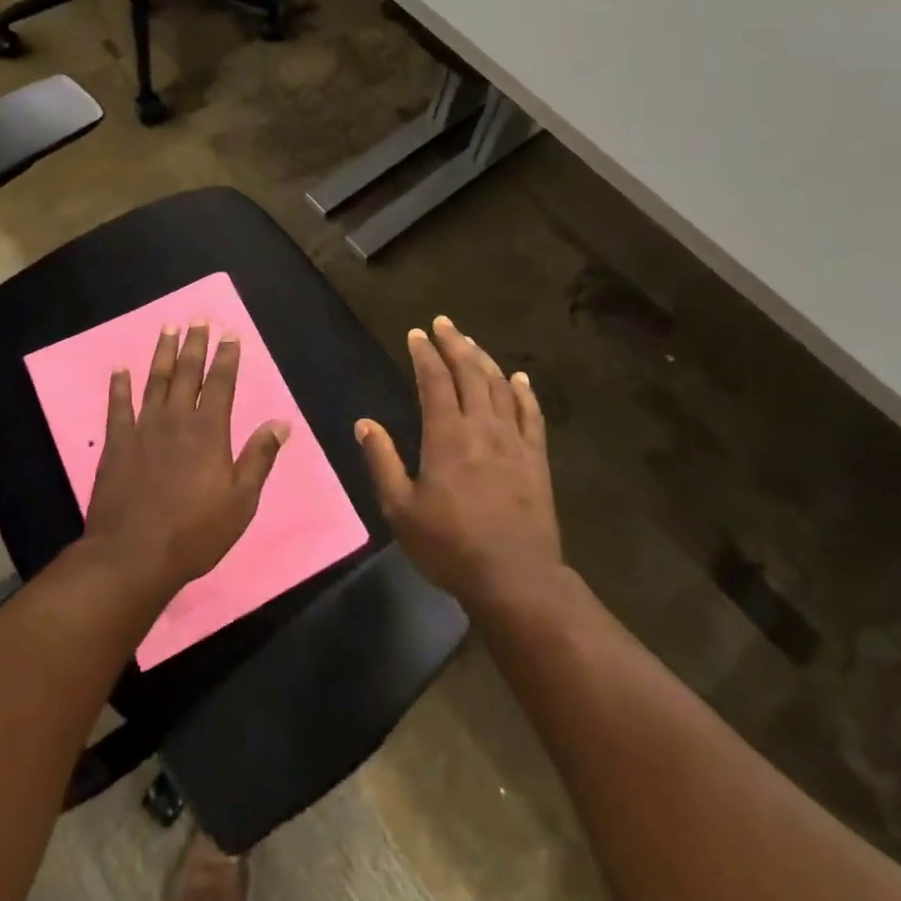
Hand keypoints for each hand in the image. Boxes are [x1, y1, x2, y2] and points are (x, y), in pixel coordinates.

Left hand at [82, 323, 290, 599]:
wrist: (134, 555)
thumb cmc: (195, 532)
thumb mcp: (241, 501)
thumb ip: (259, 457)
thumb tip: (282, 422)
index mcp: (210, 431)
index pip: (222, 383)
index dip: (227, 357)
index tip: (230, 333)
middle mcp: (177, 420)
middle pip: (188, 373)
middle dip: (195, 344)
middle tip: (199, 319)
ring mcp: (144, 428)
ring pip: (156, 380)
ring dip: (163, 353)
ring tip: (168, 328)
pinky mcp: (117, 443)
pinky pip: (118, 406)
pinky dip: (119, 385)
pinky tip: (120, 368)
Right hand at [357, 316, 560, 610]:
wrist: (515, 577)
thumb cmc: (450, 545)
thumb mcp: (400, 508)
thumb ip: (382, 461)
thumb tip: (364, 423)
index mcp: (446, 435)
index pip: (434, 380)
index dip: (425, 354)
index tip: (417, 333)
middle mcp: (482, 426)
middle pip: (470, 372)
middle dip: (455, 344)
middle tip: (444, 323)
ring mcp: (514, 440)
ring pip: (500, 387)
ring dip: (485, 360)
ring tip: (472, 342)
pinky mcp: (536, 458)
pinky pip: (532, 414)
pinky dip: (524, 392)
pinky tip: (520, 378)